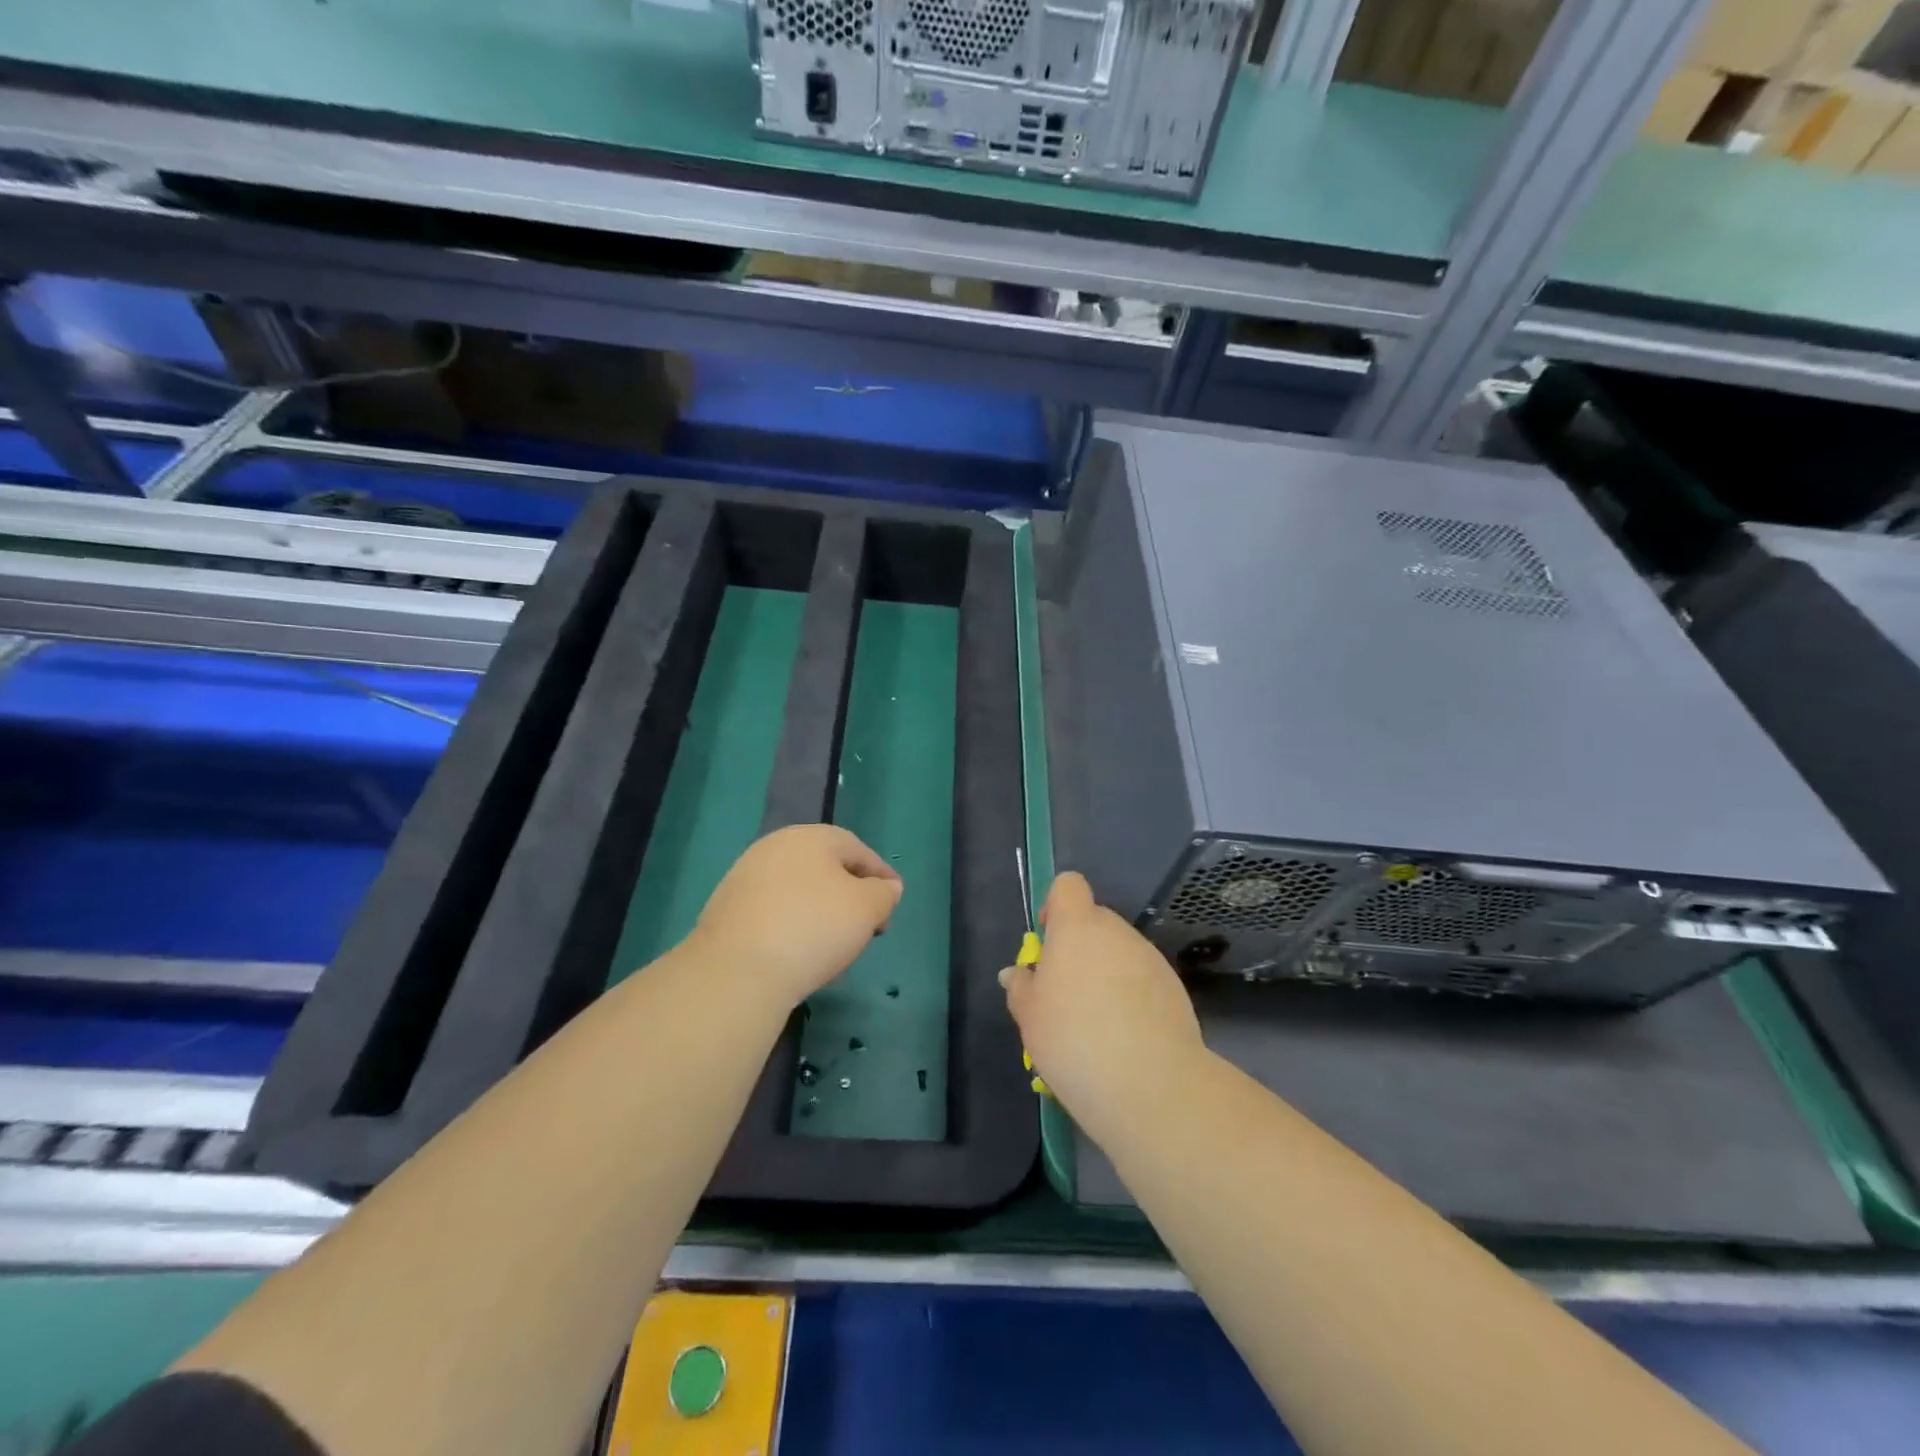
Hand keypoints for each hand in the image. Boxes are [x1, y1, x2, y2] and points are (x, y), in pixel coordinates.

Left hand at [690, 825, 902, 1006]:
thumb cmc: (813, 928)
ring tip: (836, 945)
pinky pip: (774, 911)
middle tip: (868, 925)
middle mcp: (775, 847)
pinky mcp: (727, 908)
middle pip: (825, 867)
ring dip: (821, 911)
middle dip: (850, 894)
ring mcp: (746, 876)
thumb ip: (884, 893)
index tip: (893, 902)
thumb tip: (886, 887)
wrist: (736, 971)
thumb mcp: (866, 909)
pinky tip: (800, 953)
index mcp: (811, 837)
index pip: (857, 849)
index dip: (881, 875)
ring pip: (798, 890)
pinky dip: (793, 925)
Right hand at [999, 871, 1204, 1134]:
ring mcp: (1150, 958)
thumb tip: (1016, 974)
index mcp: (1077, 928)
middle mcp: (1116, 932)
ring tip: (1097, 1022)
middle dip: (1079, 946)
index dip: (1055, 905)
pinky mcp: (1175, 988)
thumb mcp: (1030, 1018)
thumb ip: (1021, 988)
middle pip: (1095, 921)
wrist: (1150, 1084)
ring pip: (1120, 952)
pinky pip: (1143, 978)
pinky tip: (1126, 1036)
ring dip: (1106, 972)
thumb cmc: (1074, 1040)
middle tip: (1066, 992)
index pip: (1068, 886)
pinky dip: (1132, 995)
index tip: (1047, 941)